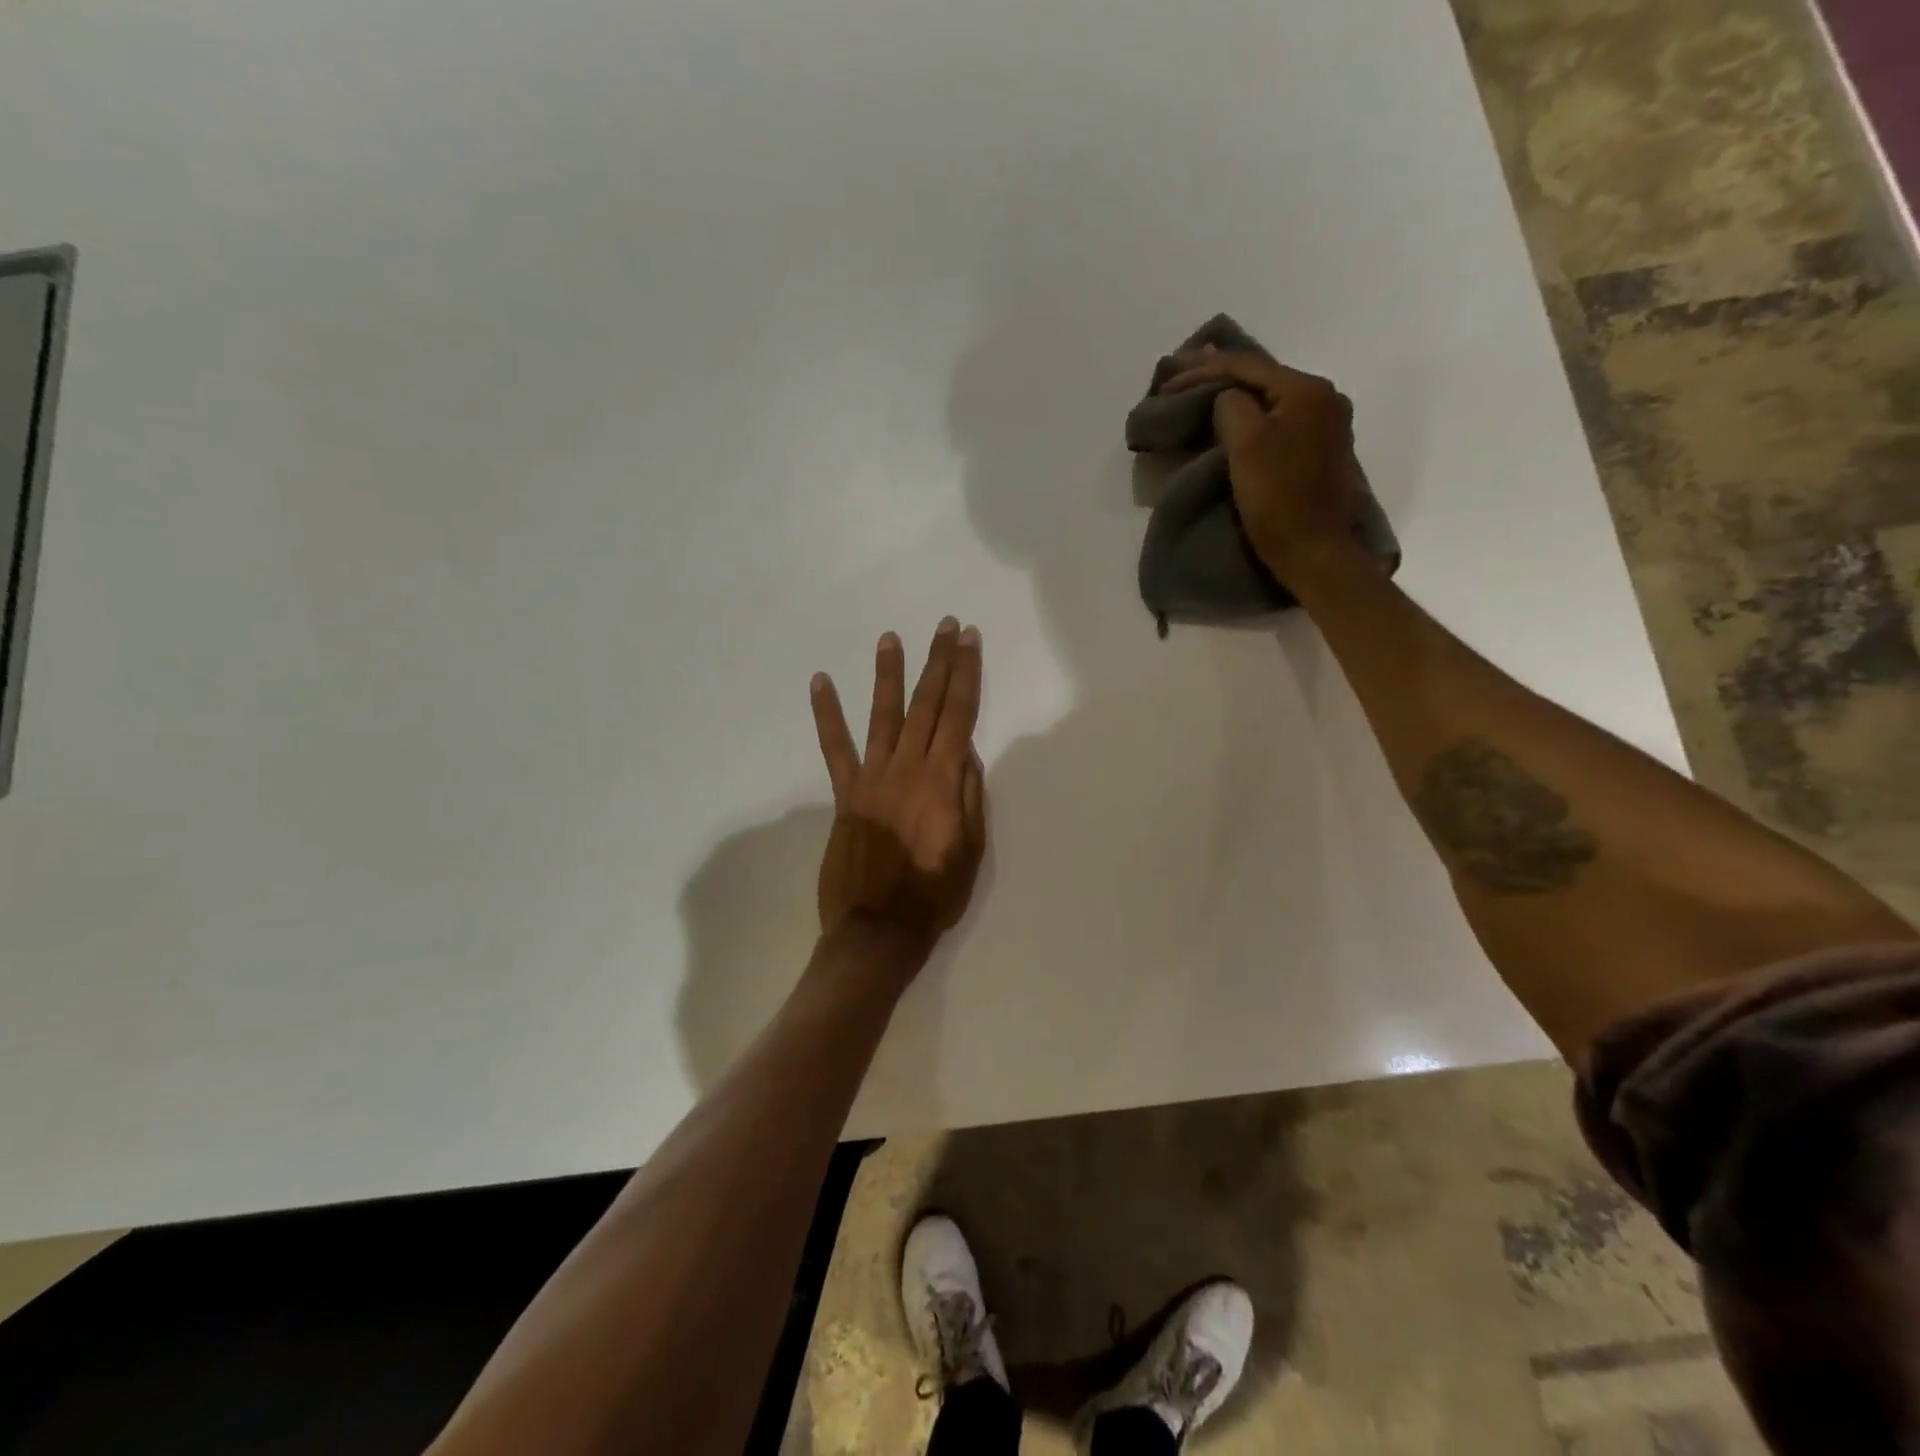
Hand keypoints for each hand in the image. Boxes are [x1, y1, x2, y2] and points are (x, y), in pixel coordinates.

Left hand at [809, 618, 986, 955]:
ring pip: (883, 715)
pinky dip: (827, 714)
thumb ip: (969, 794)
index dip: (966, 674)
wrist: (879, 929)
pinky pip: (834, 748)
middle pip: (927, 705)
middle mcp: (908, 768)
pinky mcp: (845, 794)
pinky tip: (820, 682)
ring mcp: (872, 778)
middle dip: (938, 662)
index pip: (960, 715)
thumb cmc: (935, 894)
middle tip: (945, 626)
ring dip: (889, 675)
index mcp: (944, 781)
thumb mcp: (972, 848)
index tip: (969, 640)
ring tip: (891, 639)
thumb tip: (965, 749)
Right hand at [1158, 349, 1360, 572]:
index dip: (1203, 370)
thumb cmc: (1277, 497)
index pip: (1247, 366)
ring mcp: (1327, 423)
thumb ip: (1231, 406)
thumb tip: (1227, 398)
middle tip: (1181, 374)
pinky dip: (1252, 414)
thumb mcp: (1245, 444)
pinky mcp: (1321, 449)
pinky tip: (1234, 414)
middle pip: (1262, 377)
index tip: (1168, 380)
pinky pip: (1280, 418)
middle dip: (1219, 375)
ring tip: (1202, 388)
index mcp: (1306, 389)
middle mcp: (1324, 397)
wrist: (1314, 549)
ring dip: (1235, 394)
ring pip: (1270, 398)